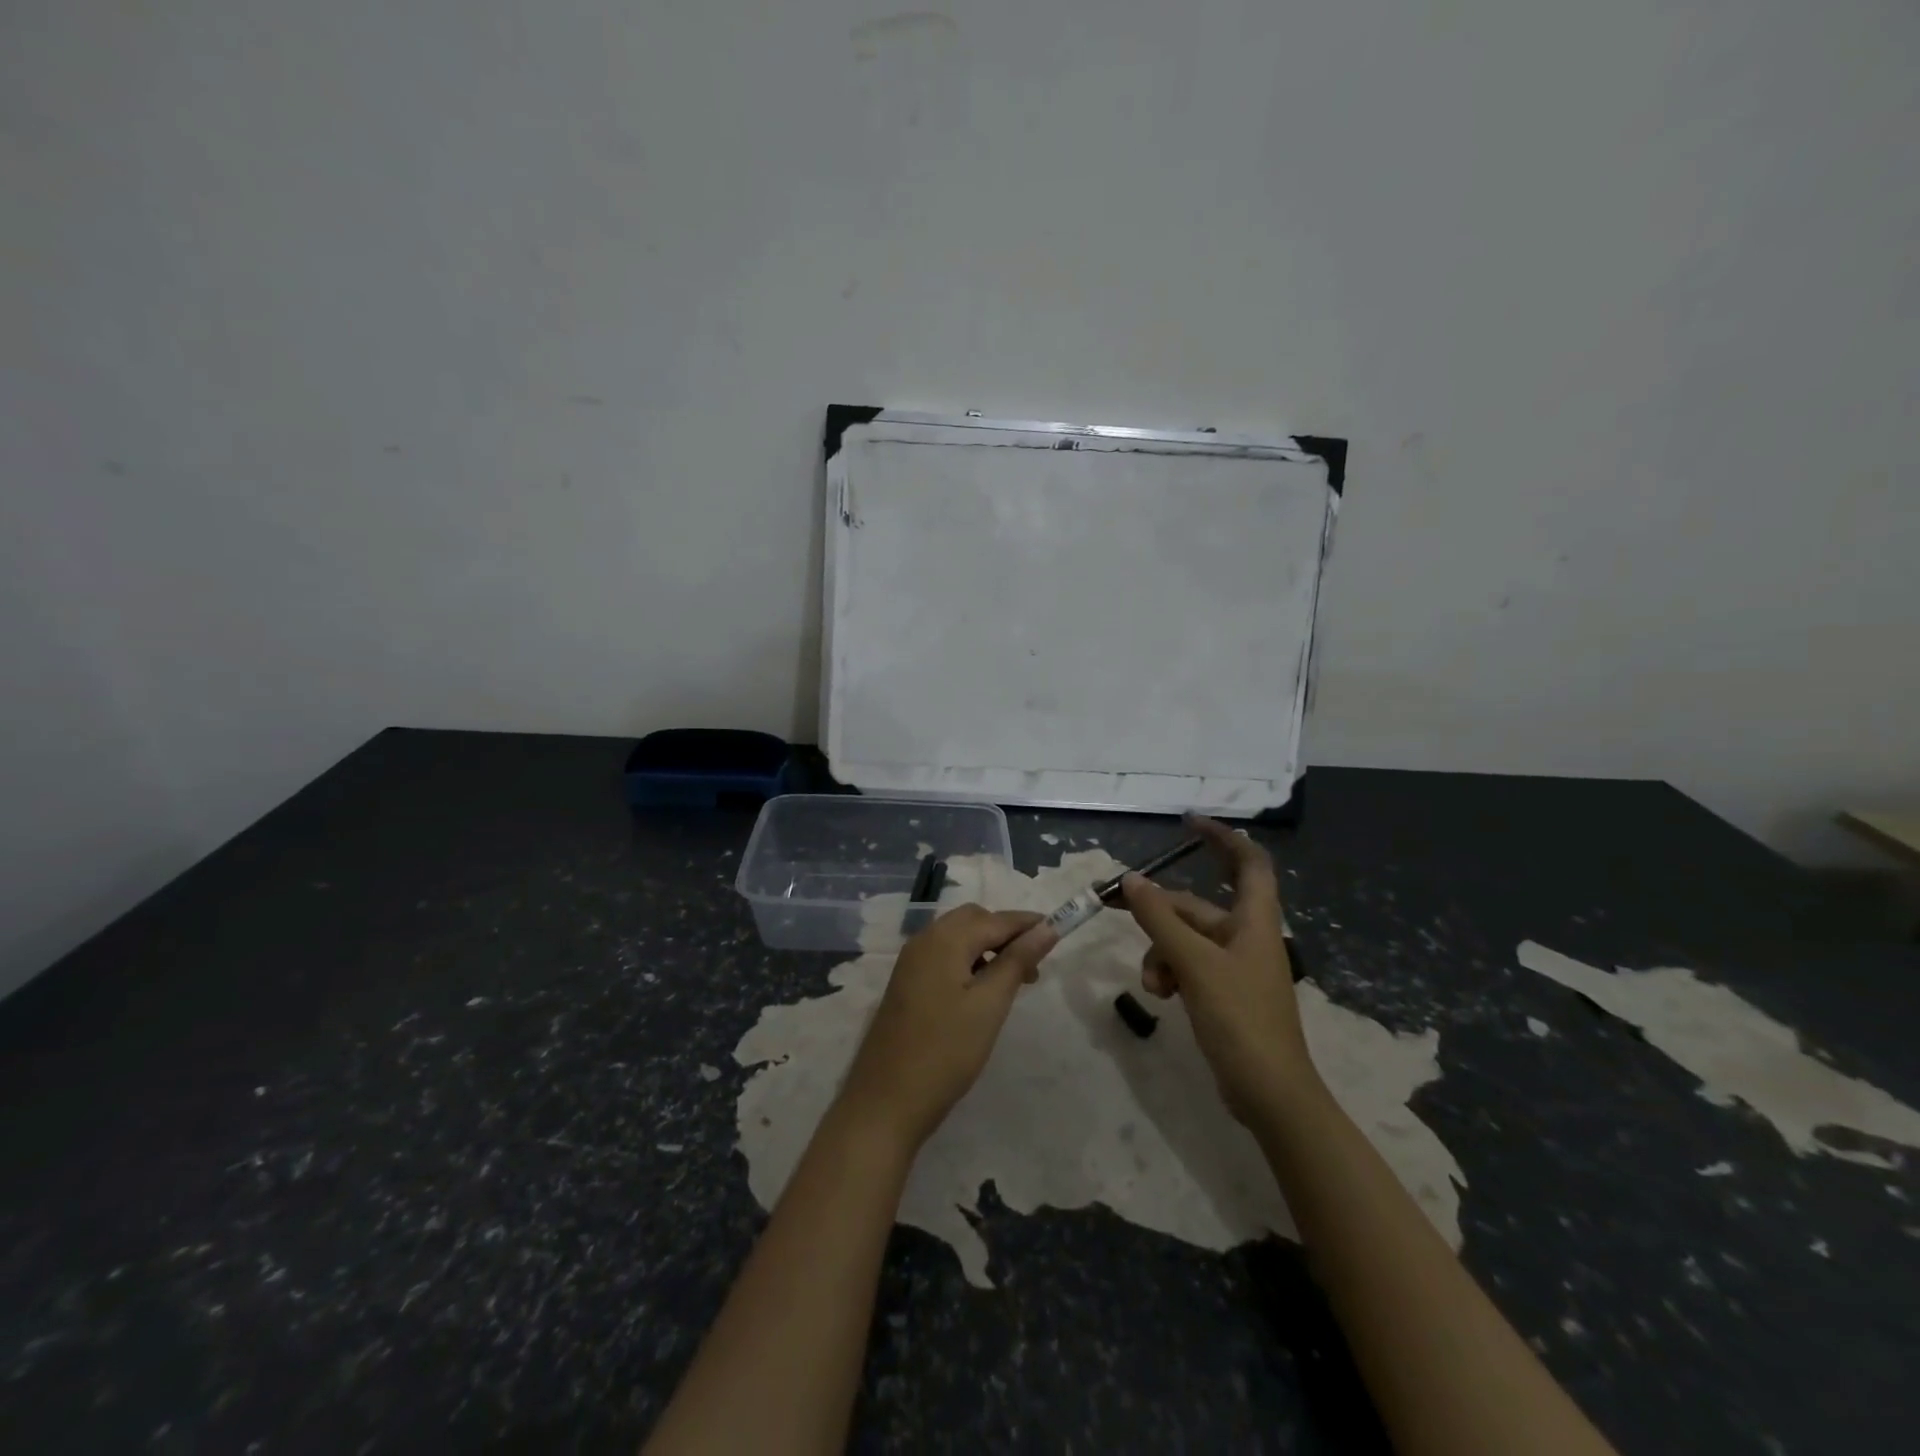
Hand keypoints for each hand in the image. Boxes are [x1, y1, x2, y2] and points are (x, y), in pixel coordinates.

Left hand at [836, 904, 1057, 1151]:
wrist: (886, 1101)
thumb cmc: (945, 1052)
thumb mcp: (990, 1005)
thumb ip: (1017, 960)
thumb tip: (1046, 927)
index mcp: (944, 939)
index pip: (996, 919)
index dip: (1028, 923)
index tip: (1059, 931)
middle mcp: (924, 940)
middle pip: (973, 920)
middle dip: (1006, 933)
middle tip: (1034, 964)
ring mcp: (911, 962)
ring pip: (958, 937)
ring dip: (988, 947)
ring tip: (1015, 980)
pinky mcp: (907, 983)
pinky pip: (944, 955)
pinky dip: (969, 960)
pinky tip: (982, 989)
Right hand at [1122, 817, 1314, 1122]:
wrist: (1270, 1093)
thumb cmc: (1241, 1019)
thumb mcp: (1195, 964)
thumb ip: (1161, 920)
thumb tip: (1132, 879)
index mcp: (1255, 922)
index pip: (1249, 862)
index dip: (1223, 838)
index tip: (1189, 823)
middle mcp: (1246, 937)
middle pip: (1197, 907)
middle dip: (1160, 911)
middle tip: (1119, 902)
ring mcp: (1234, 967)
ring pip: (1185, 939)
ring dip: (1161, 952)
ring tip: (1153, 983)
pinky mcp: (1223, 993)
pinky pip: (1187, 966)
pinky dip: (1169, 973)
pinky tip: (1161, 996)